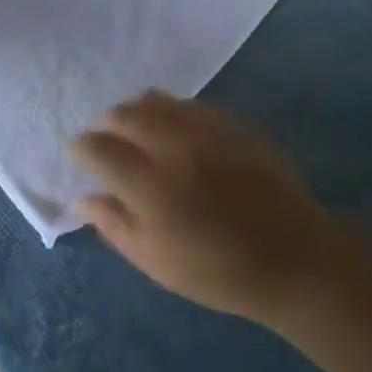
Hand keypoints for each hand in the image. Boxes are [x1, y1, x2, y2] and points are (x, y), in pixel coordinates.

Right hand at [69, 92, 340, 324]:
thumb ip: (113, 224)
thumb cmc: (218, 271)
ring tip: (136, 131)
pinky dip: (168, 111)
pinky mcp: (229, 120)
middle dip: (104, 126)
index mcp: (148, 183)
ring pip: (153, 100)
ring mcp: (203, 126)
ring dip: (134, 112)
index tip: (79, 157)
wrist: (292, 258)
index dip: (80, 149)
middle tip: (106, 143)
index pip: (96, 147)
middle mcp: (171, 144)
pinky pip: (186, 103)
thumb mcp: (156, 261)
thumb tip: (81, 198)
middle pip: (121, 115)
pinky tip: (173, 130)